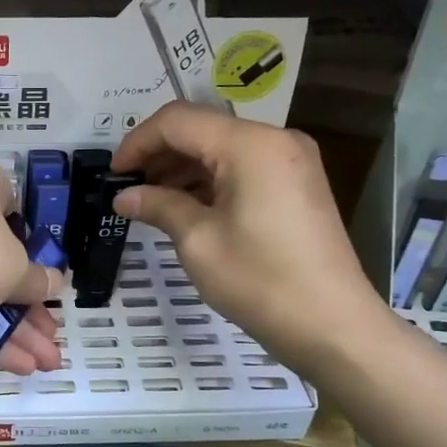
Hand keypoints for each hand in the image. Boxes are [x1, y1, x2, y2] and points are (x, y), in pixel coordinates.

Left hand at [0, 149, 63, 375]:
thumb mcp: (16, 265)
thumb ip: (37, 279)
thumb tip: (54, 282)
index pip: (12, 205)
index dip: (34, 243)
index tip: (50, 274)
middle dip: (29, 304)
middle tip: (52, 334)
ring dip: (14, 329)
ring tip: (46, 363)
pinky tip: (16, 366)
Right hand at [111, 104, 381, 353]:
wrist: (332, 325)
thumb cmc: (259, 280)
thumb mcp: (198, 241)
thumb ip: (158, 206)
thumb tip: (124, 196)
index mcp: (250, 144)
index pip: (178, 120)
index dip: (138, 141)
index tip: (113, 174)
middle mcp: (275, 140)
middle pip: (202, 130)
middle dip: (159, 154)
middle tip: (128, 189)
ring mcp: (291, 161)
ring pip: (222, 148)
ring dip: (183, 169)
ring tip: (151, 202)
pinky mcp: (297, 185)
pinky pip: (243, 168)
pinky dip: (210, 181)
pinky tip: (185, 208)